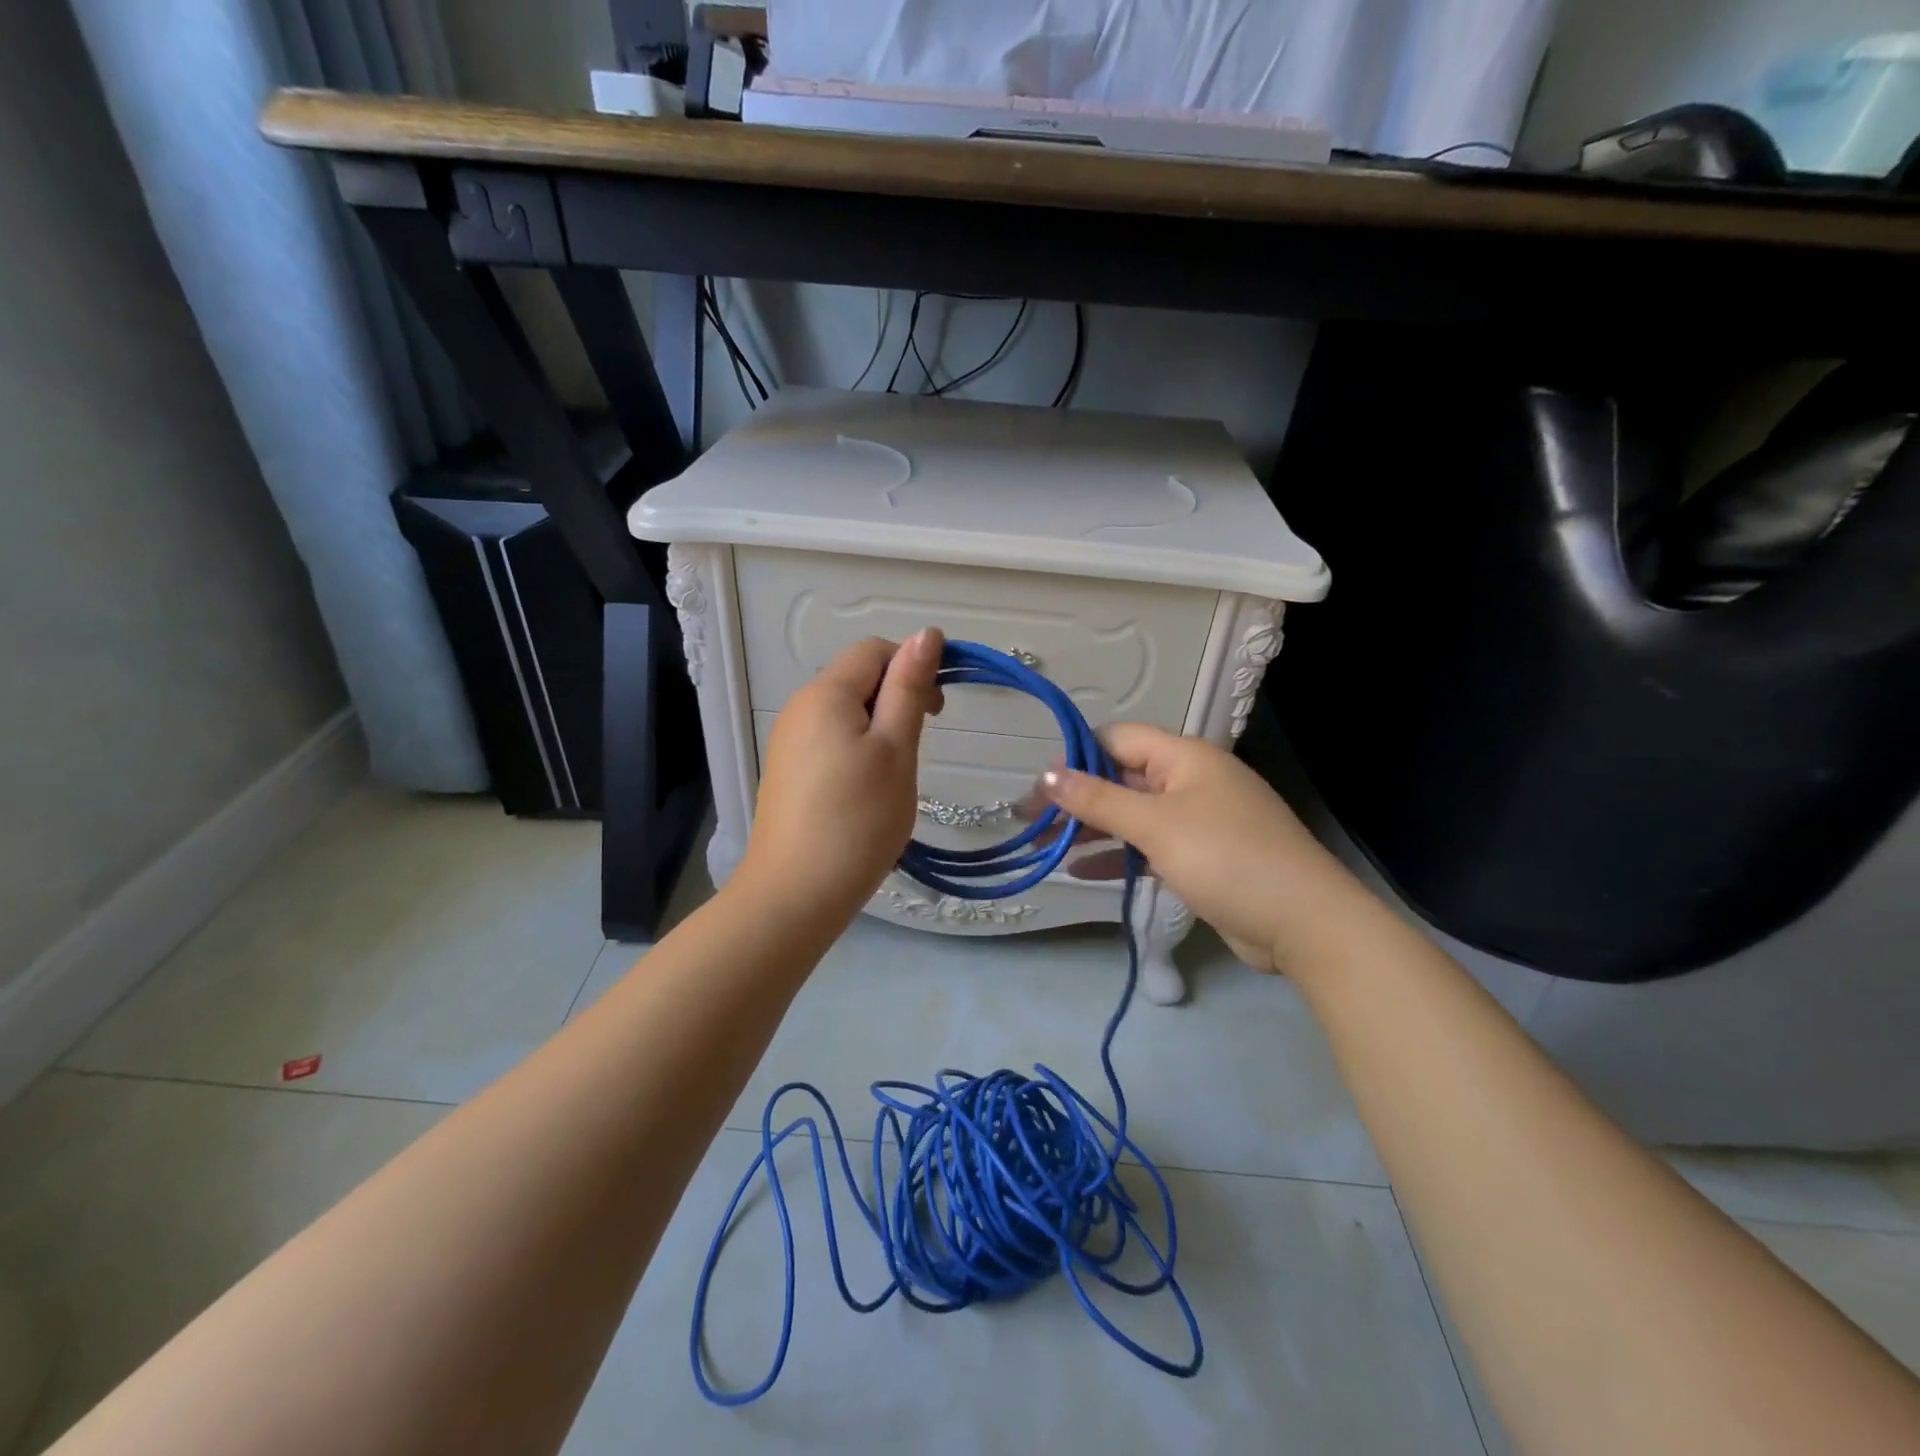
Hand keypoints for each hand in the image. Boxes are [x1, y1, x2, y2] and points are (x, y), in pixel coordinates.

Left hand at [736, 630, 944, 922]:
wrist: (794, 895)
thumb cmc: (857, 820)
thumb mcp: (895, 750)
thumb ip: (909, 689)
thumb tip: (928, 633)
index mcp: (826, 694)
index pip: (875, 650)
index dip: (912, 667)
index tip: (937, 712)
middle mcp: (799, 707)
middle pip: (857, 678)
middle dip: (896, 699)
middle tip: (917, 750)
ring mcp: (788, 741)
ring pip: (845, 712)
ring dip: (878, 728)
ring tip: (893, 776)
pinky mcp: (786, 771)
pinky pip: (829, 739)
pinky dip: (856, 750)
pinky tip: (864, 791)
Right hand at [1038, 724, 1348, 974]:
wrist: (1304, 923)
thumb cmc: (1225, 858)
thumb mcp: (1155, 825)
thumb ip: (1098, 800)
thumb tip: (1047, 775)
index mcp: (1184, 757)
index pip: (1118, 739)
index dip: (1076, 757)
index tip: (1040, 786)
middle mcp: (1190, 780)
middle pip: (1122, 778)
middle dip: (1078, 798)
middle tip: (1033, 821)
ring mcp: (1198, 820)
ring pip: (1134, 815)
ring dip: (1093, 829)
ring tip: (1049, 846)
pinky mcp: (1203, 857)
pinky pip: (1150, 846)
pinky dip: (1120, 856)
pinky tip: (1083, 872)